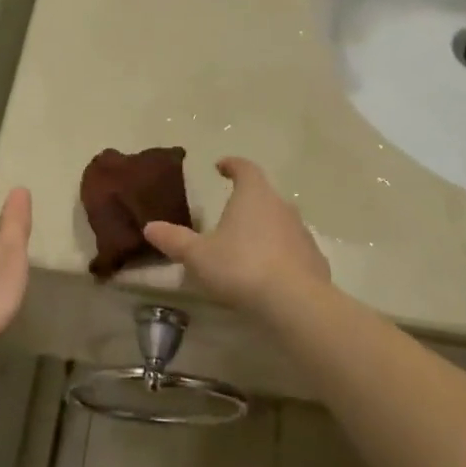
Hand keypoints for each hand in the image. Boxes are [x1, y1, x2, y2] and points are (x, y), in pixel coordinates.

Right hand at [142, 157, 329, 313]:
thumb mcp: (198, 255)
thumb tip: (150, 227)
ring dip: (264, 229)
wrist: (294, 301)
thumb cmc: (240, 267)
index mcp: (253, 196)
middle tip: (229, 213)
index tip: (221, 166)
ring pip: (280, 222)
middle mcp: (281, 206)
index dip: (232, 165)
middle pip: (264, 195)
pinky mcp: (315, 259)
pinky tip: (269, 272)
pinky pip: (293, 249)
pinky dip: (281, 254)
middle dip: (247, 201)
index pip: (244, 168)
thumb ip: (174, 239)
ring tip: (246, 246)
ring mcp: (302, 233)